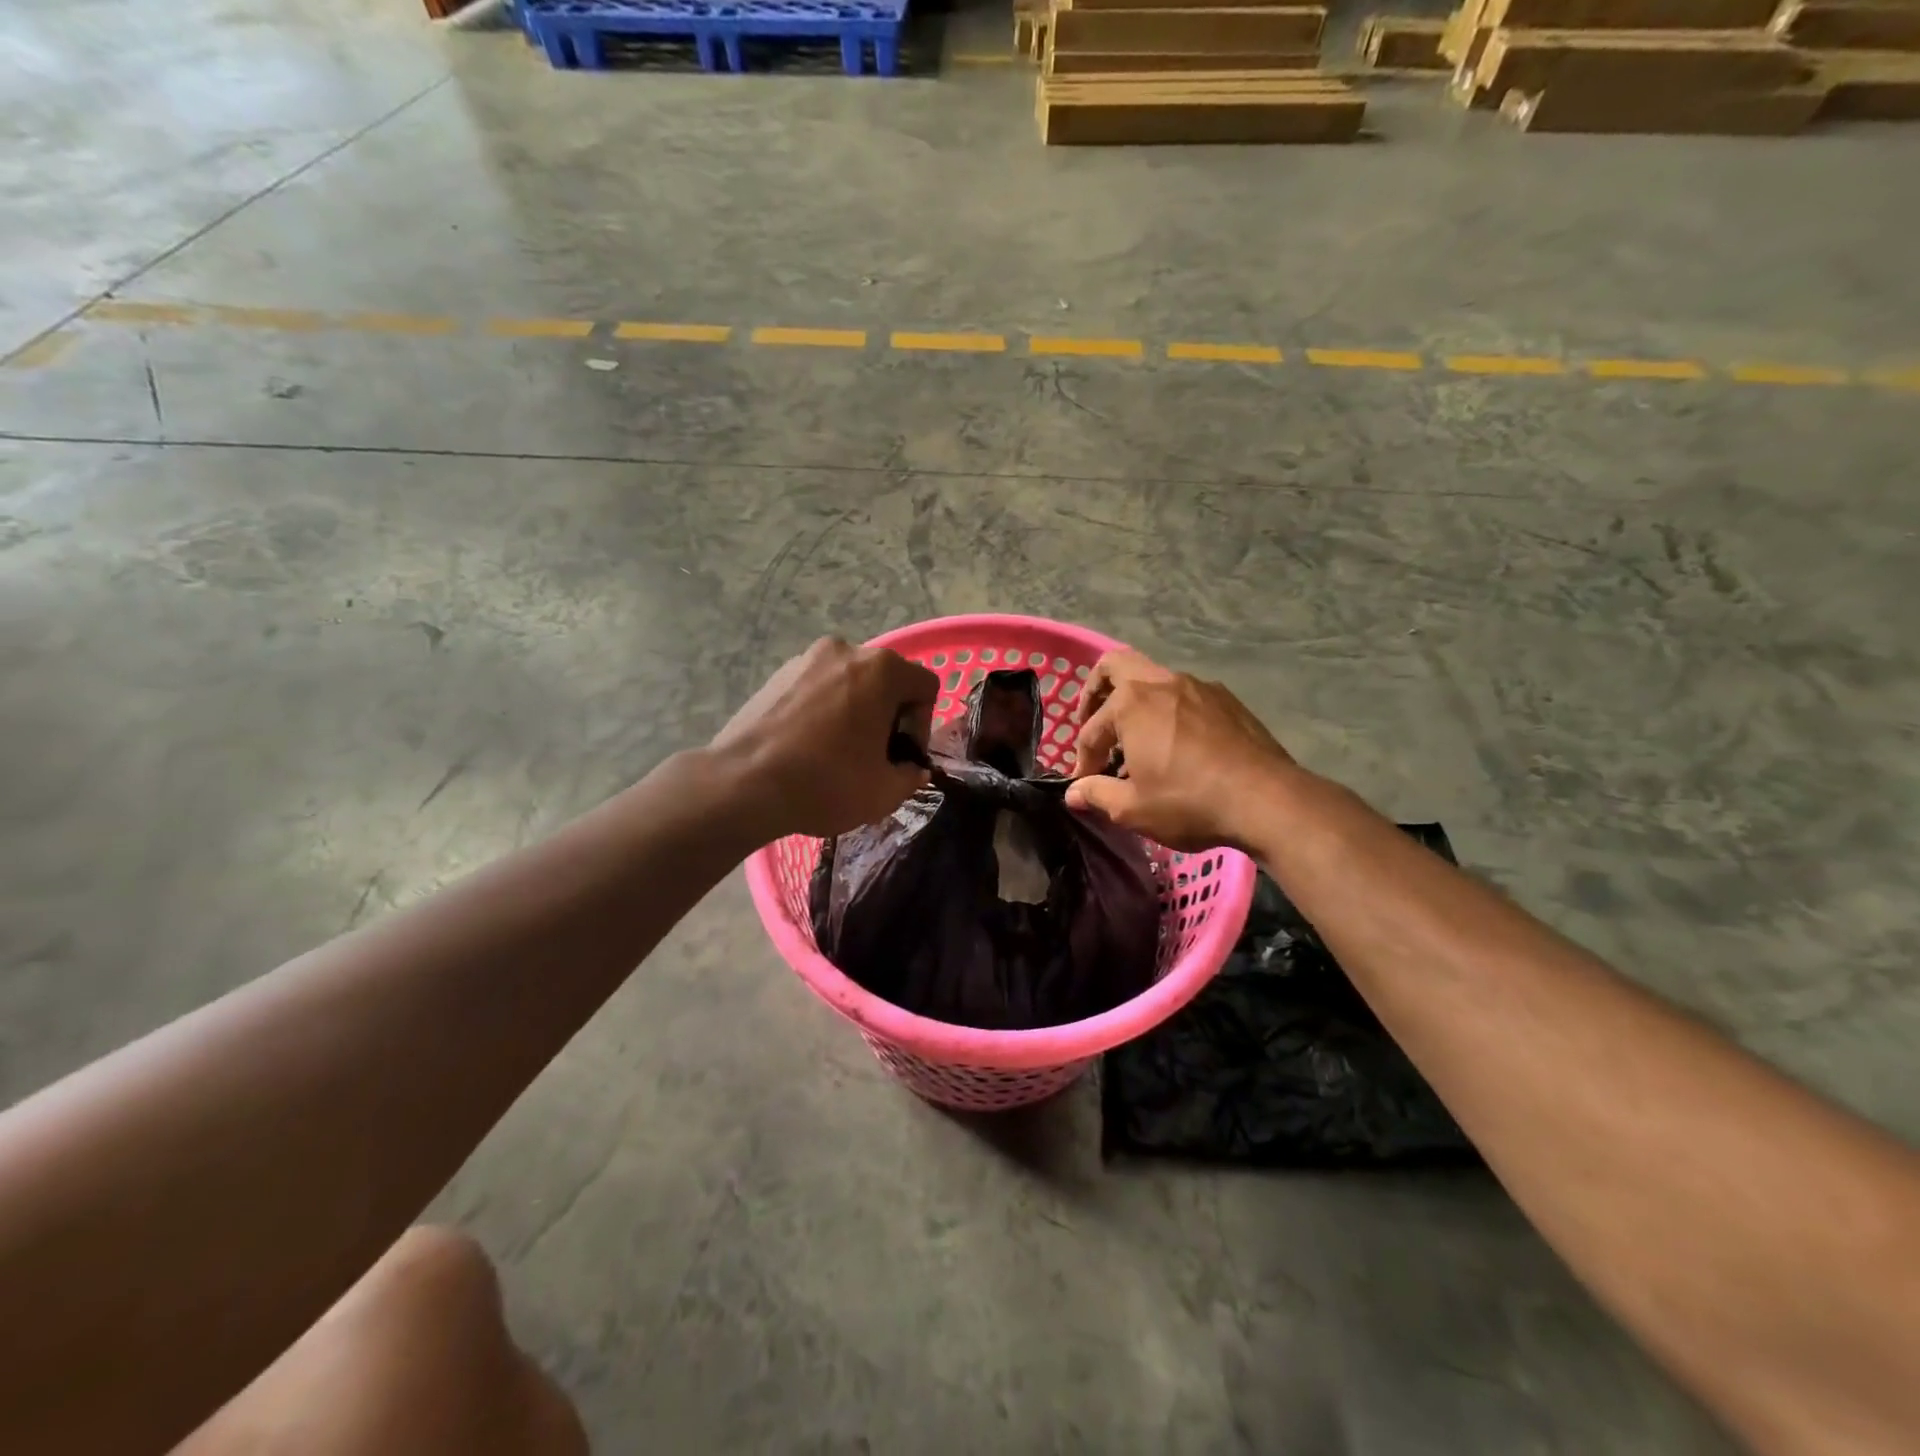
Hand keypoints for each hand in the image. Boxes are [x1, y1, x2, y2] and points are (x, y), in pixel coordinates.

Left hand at [711, 637, 938, 838]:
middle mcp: (846, 651)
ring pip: (847, 683)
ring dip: (853, 711)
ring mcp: (805, 659)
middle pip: (885, 680)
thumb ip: (910, 776)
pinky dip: (821, 711)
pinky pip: (814, 688)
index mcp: (882, 669)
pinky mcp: (775, 674)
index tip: (902, 756)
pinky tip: (806, 746)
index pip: (925, 687)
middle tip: (873, 756)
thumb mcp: (885, 792)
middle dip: (887, 715)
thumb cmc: (827, 783)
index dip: (922, 725)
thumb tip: (911, 769)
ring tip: (836, 752)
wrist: (743, 784)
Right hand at [1066, 650, 1297, 851]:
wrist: (1267, 799)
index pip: (1091, 730)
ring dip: (1136, 703)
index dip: (1083, 759)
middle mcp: (1161, 682)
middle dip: (1096, 692)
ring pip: (1154, 680)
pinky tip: (1178, 745)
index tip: (1086, 784)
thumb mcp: (1133, 808)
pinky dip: (1169, 712)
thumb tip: (1073, 793)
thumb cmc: (1189, 801)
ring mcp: (1198, 686)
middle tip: (1095, 723)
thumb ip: (1097, 794)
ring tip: (1138, 741)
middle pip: (1115, 666)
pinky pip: (1185, 696)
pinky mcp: (1226, 699)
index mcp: (1131, 704)